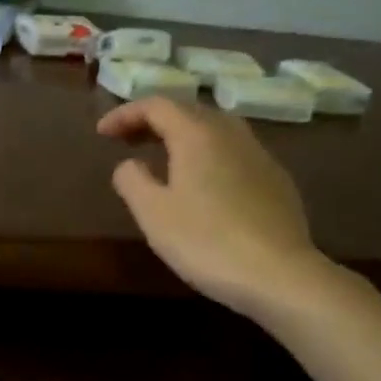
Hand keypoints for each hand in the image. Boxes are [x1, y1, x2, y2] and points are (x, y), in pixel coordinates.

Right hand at [98, 97, 329, 315]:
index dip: (125, 114)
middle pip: (188, 112)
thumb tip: (129, 164)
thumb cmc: (206, 241)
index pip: (156, 106)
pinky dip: (209, 155)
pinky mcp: (277, 181)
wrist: (279, 274)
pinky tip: (204, 183)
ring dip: (184, 136)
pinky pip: (235, 153)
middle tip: (128, 141)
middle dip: (154, 121)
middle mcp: (231, 134)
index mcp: (197, 135)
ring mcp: (260, 156)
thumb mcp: (153, 213)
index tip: (102, 133)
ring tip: (164, 157)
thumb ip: (132, 181)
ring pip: (216, 130)